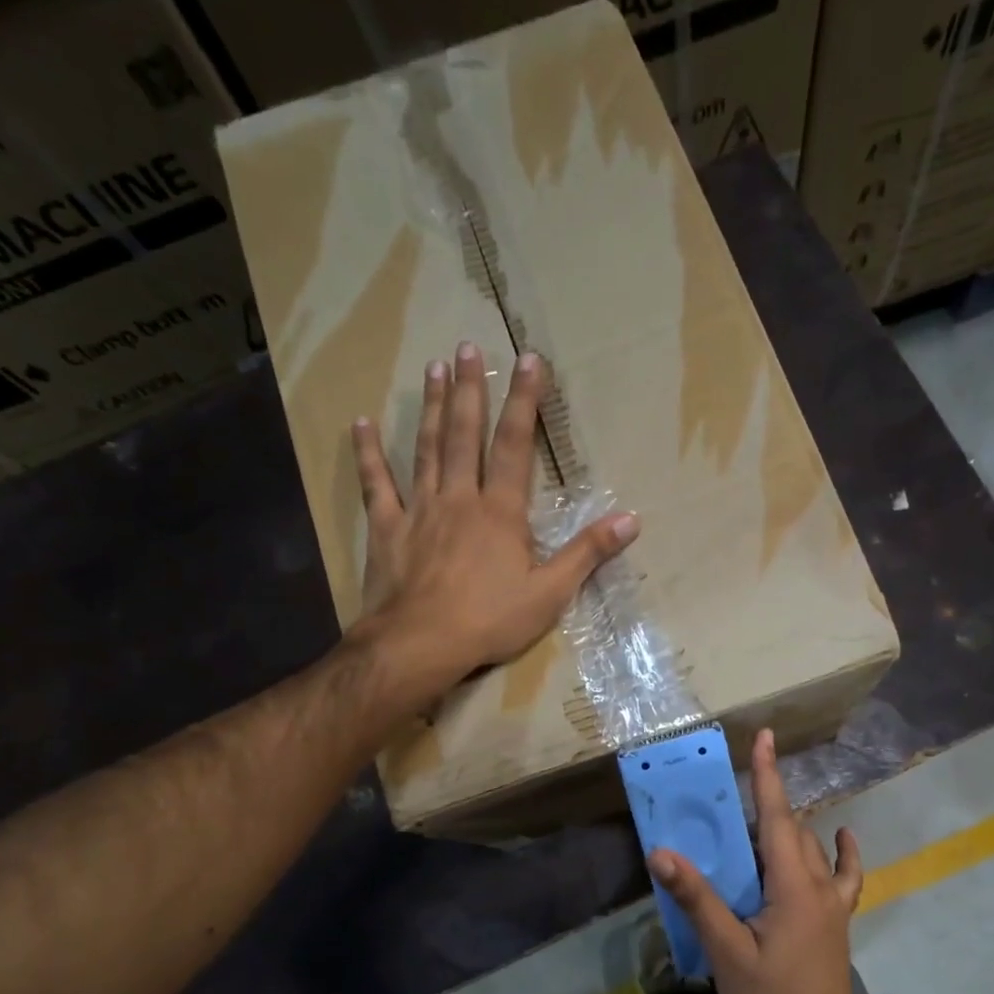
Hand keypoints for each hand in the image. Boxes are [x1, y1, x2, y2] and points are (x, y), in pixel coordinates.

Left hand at [350, 341, 637, 692]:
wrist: (421, 644)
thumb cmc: (490, 620)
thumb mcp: (550, 594)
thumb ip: (587, 554)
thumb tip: (631, 521)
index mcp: (500, 512)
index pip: (516, 446)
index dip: (524, 402)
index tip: (528, 361)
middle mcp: (459, 499)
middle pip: (464, 435)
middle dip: (469, 390)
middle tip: (466, 349)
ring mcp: (419, 510)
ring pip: (426, 449)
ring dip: (430, 407)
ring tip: (432, 369)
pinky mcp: (388, 529)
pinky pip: (378, 485)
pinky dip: (369, 454)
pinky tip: (362, 424)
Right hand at [649, 729, 866, 993]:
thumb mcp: (727, 952)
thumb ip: (698, 900)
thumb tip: (663, 854)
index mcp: (792, 885)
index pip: (776, 816)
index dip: (767, 774)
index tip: (764, 736)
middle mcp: (817, 884)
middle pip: (791, 828)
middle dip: (767, 801)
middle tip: (732, 793)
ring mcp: (833, 902)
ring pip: (812, 848)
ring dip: (789, 826)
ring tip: (761, 818)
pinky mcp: (837, 920)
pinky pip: (844, 875)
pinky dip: (841, 852)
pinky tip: (839, 840)